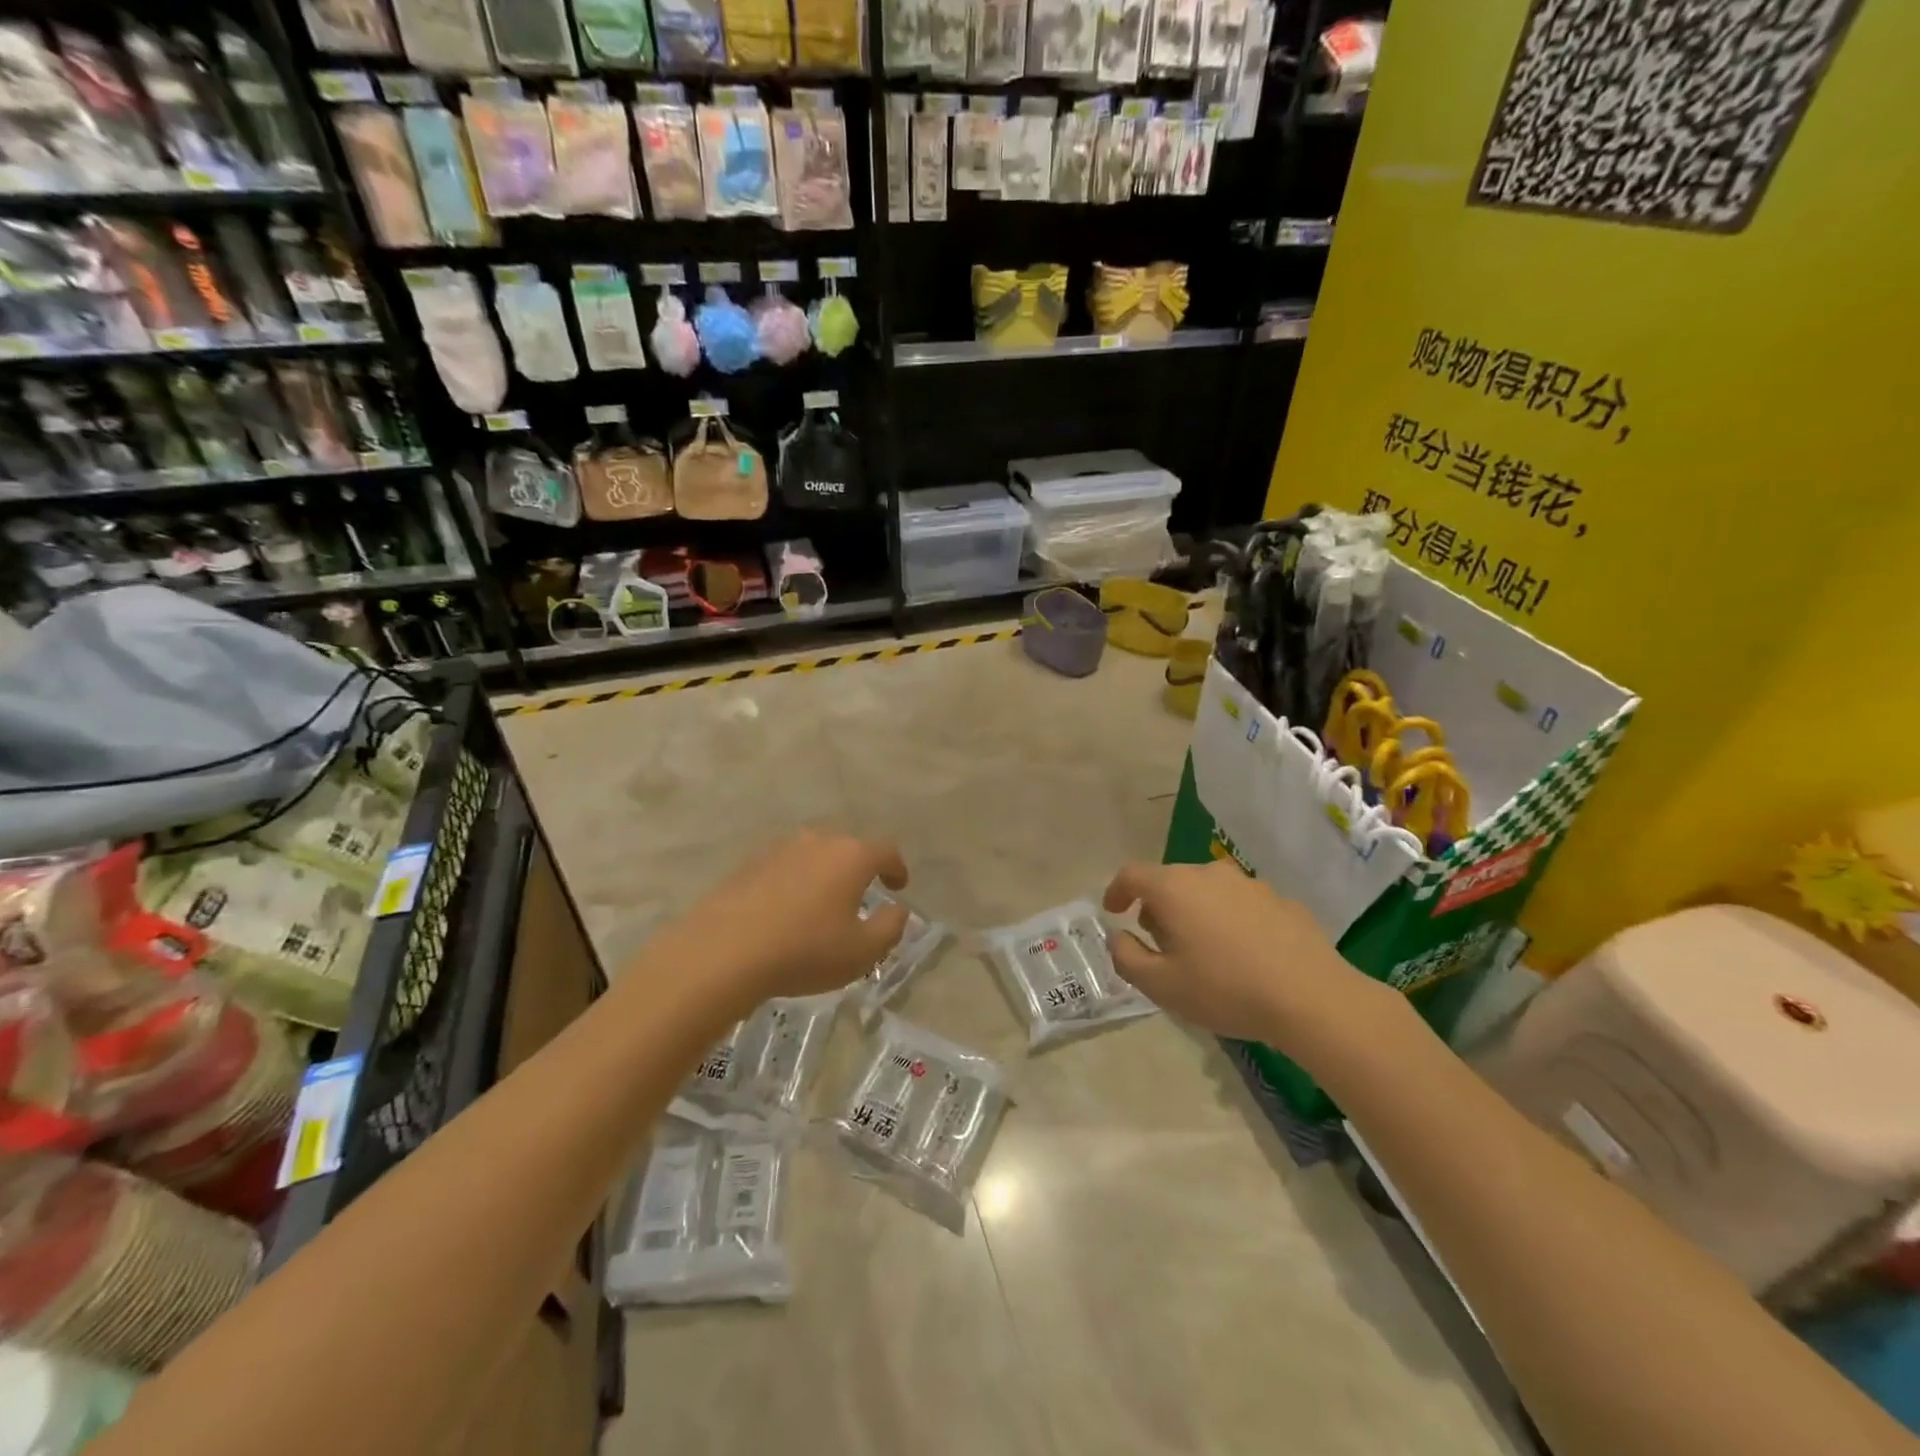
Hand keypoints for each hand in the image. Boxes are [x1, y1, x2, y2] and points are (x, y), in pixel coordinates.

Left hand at [660, 830, 912, 1006]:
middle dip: (858, 870)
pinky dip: (793, 884)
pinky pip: (784, 869)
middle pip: (848, 849)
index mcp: (852, 856)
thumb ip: (891, 927)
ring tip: (822, 905)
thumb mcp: (863, 952)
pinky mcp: (749, 865)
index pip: (886, 851)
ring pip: (813, 856)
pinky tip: (786, 912)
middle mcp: (818, 842)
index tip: (898, 885)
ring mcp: (780, 850)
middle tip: (861, 897)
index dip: (896, 868)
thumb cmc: (805, 950)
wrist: (724, 951)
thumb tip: (897, 909)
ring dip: (823, 875)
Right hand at [1101, 859, 1389, 1052]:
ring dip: (1194, 911)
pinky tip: (1241, 954)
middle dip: (1156, 906)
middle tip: (1159, 941)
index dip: (1116, 890)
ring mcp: (1248, 883)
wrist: (1311, 997)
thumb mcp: (1161, 985)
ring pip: (1206, 889)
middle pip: (1170, 880)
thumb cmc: (1225, 989)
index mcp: (1174, 888)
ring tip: (1202, 949)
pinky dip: (1228, 919)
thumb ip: (1127, 957)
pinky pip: (1239, 903)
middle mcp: (1208, 874)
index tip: (1114, 911)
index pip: (1132, 874)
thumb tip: (1119, 937)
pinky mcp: (1280, 900)